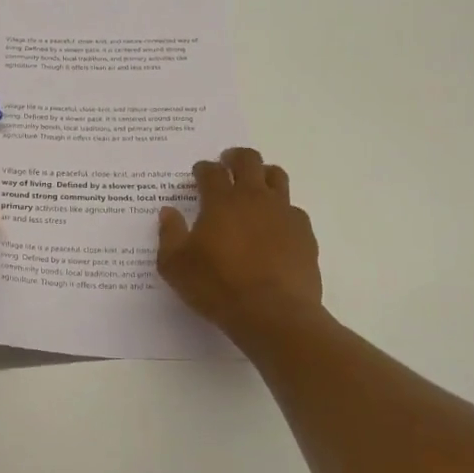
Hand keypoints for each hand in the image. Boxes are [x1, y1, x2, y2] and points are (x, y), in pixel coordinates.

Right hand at [158, 147, 321, 336]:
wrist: (273, 314)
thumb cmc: (217, 287)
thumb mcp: (175, 266)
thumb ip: (169, 234)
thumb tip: (168, 211)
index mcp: (221, 201)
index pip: (211, 171)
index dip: (203, 168)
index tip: (198, 174)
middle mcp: (254, 198)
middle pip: (248, 160)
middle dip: (235, 157)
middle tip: (227, 164)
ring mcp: (283, 213)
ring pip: (277, 177)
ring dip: (263, 175)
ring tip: (255, 187)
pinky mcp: (304, 233)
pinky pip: (294, 210)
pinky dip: (282, 211)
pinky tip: (275, 227)